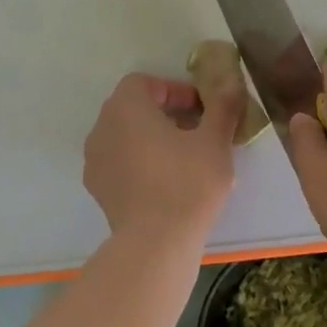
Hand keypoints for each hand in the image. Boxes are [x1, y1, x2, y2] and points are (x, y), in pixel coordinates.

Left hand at [84, 72, 242, 246]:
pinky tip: (166, 182)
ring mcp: (95, 160)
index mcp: (126, 108)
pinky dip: (140, 162)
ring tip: (184, 158)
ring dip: (152, 138)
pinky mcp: (98, 188)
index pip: (144, 83)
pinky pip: (120, 162)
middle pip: (133, 108)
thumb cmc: (187, 183)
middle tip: (197, 131)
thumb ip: (222, 106)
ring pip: (125, 136)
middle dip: (165, 113)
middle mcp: (102, 128)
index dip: (174, 90)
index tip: (200, 109)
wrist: (156, 243)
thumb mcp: (215, 141)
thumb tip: (231, 83)